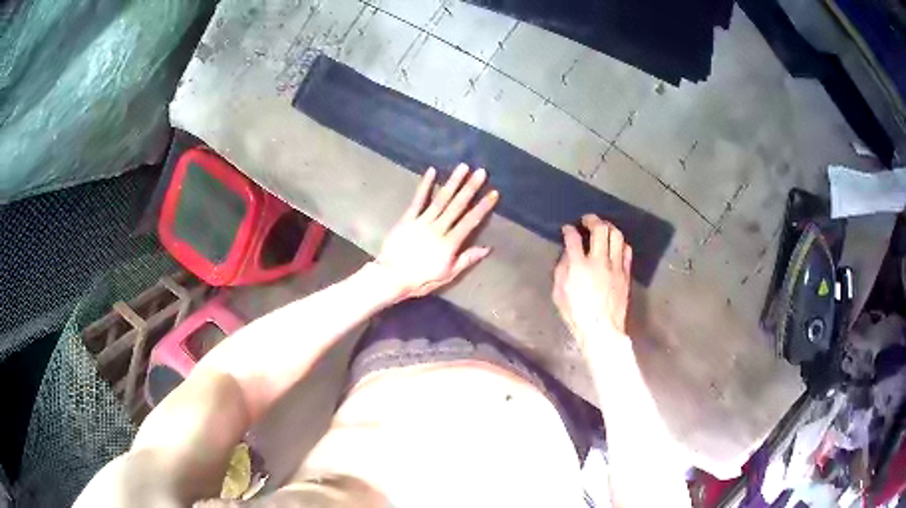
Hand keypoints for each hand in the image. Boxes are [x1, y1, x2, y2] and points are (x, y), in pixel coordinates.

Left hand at [376, 164, 498, 300]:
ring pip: (441, 199)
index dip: (483, 207)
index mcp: (450, 243)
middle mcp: (438, 228)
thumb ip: (467, 259)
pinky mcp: (408, 219)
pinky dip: (425, 185)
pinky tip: (432, 171)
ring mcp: (422, 221)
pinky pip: (418, 200)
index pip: (470, 222)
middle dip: (470, 188)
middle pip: (457, 206)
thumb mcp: (448, 275)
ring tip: (463, 167)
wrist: (392, 277)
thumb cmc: (421, 279)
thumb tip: (487, 248)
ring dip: (453, 182)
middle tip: (481, 172)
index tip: (493, 193)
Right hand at [553, 215, 632, 348]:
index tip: (567, 229)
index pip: (573, 238)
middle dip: (591, 220)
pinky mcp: (625, 273)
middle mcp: (599, 261)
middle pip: (599, 229)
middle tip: (587, 220)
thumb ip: (561, 270)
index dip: (569, 230)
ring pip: (616, 236)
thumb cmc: (577, 315)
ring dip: (608, 227)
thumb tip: (567, 256)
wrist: (602, 330)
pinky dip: (620, 243)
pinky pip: (626, 250)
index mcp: (579, 266)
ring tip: (603, 227)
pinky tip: (616, 244)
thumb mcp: (559, 294)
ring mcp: (615, 266)